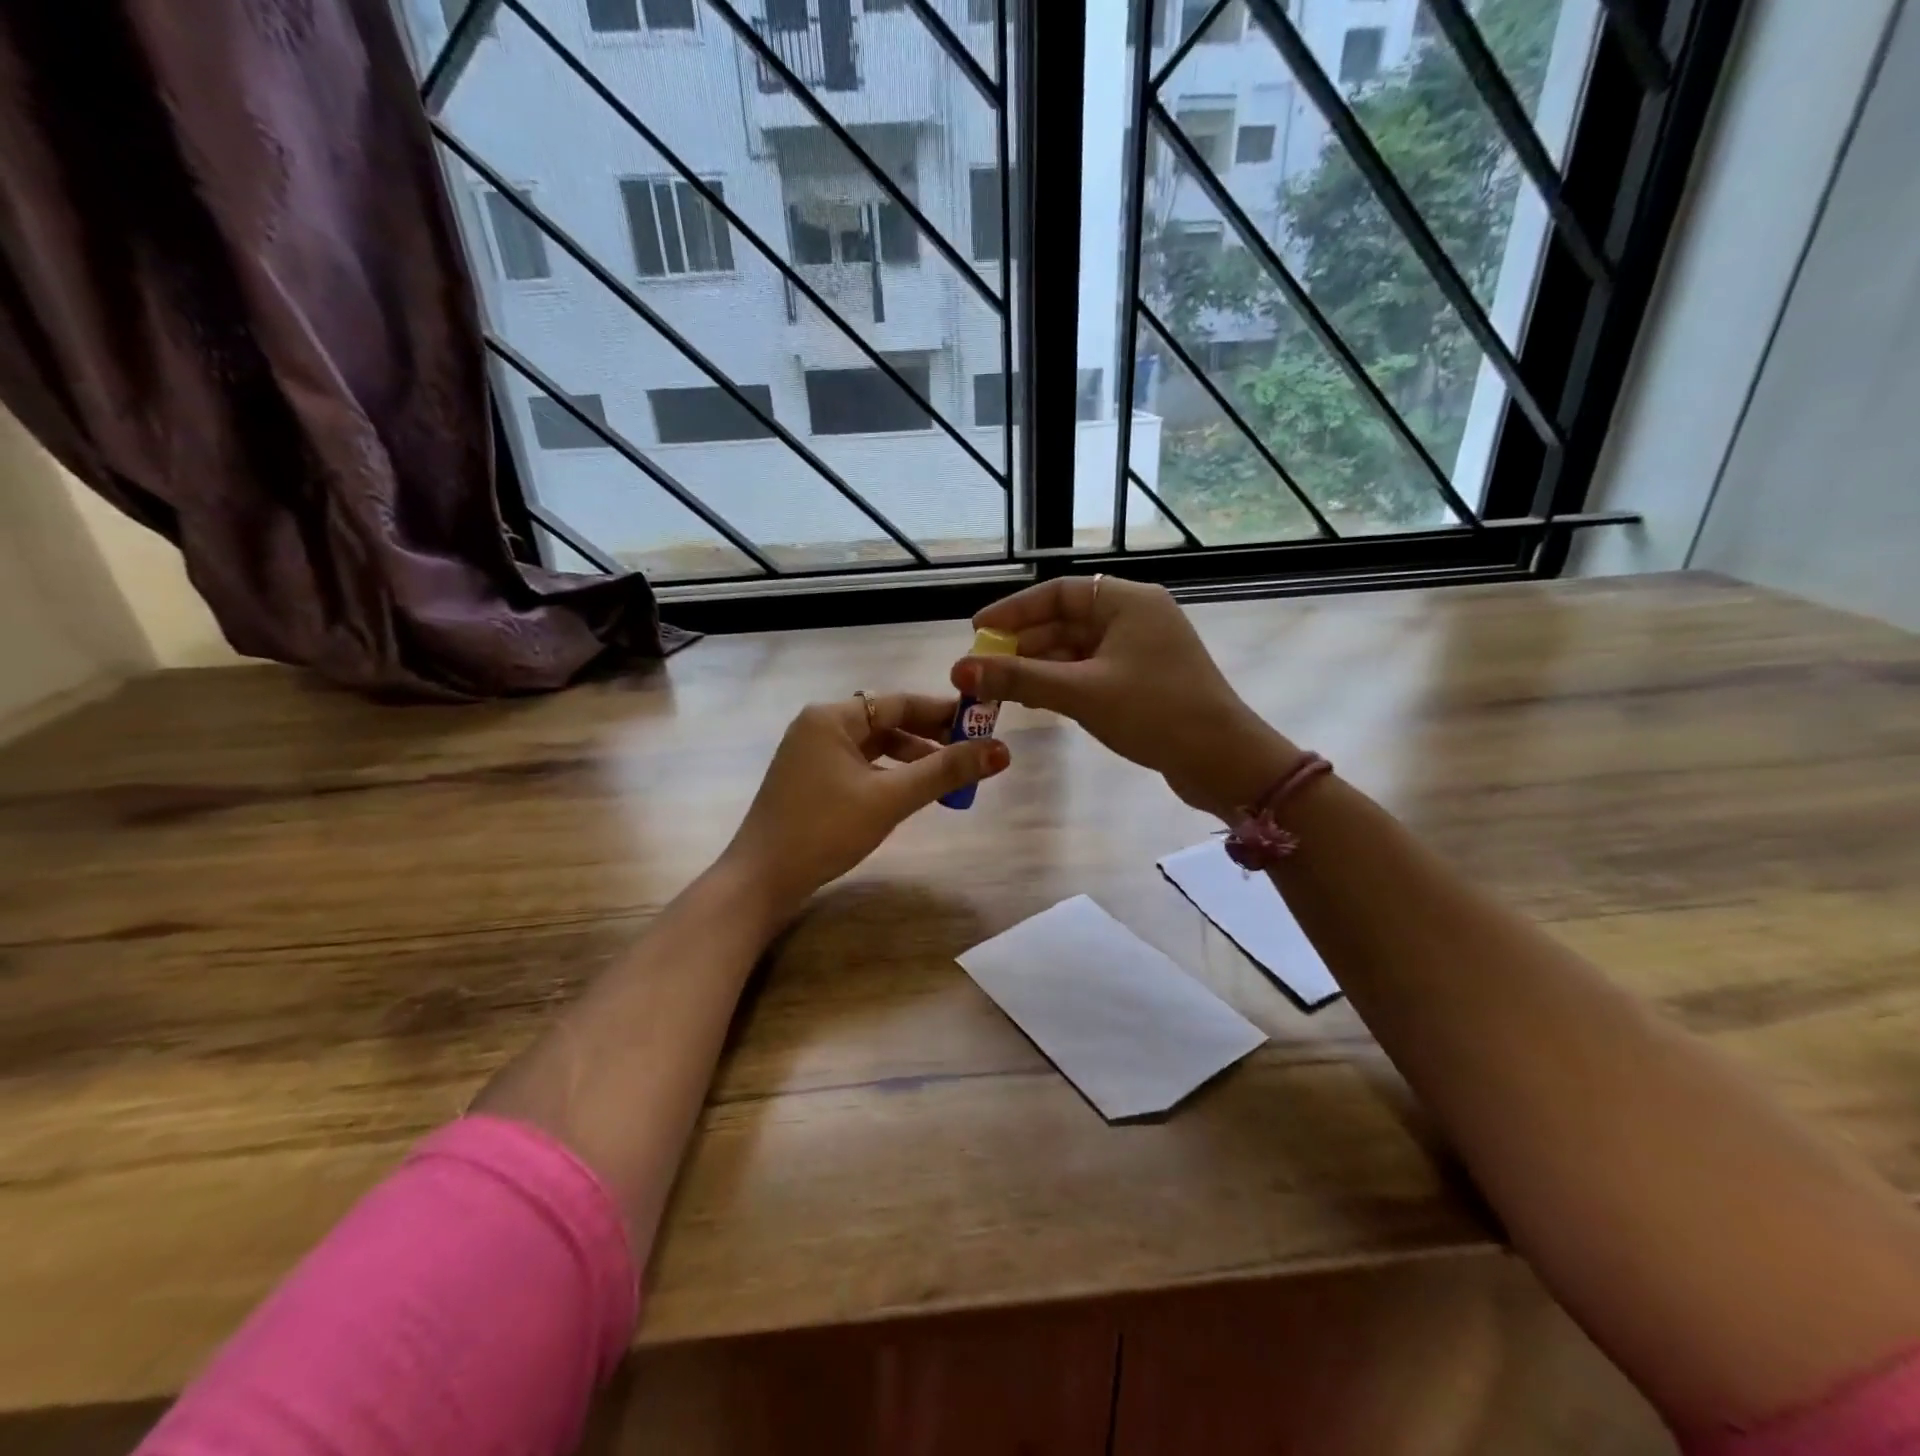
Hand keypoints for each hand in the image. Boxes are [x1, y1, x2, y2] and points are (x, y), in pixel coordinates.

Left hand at [722, 693, 1008, 918]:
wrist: (761, 881)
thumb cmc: (824, 830)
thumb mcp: (890, 799)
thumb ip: (944, 772)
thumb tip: (1001, 750)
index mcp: (831, 717)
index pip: (898, 702)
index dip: (943, 712)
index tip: (982, 724)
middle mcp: (819, 727)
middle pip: (887, 722)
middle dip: (930, 738)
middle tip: (972, 753)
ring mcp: (812, 755)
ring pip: (875, 747)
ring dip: (912, 759)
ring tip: (949, 778)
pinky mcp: (811, 781)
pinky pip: (861, 766)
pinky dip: (889, 775)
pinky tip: (911, 792)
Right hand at [951, 577, 1292, 817]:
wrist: (1223, 761)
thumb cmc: (1155, 713)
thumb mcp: (1081, 693)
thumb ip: (1020, 679)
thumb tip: (961, 671)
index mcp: (1128, 601)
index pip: (1058, 592)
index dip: (1014, 610)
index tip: (977, 632)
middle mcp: (1135, 616)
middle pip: (1065, 621)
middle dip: (1022, 645)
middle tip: (981, 669)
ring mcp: (1141, 650)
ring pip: (1076, 649)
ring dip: (1039, 667)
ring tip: (1000, 690)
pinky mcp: (1143, 680)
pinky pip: (1090, 671)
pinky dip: (1061, 683)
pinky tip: (1035, 702)